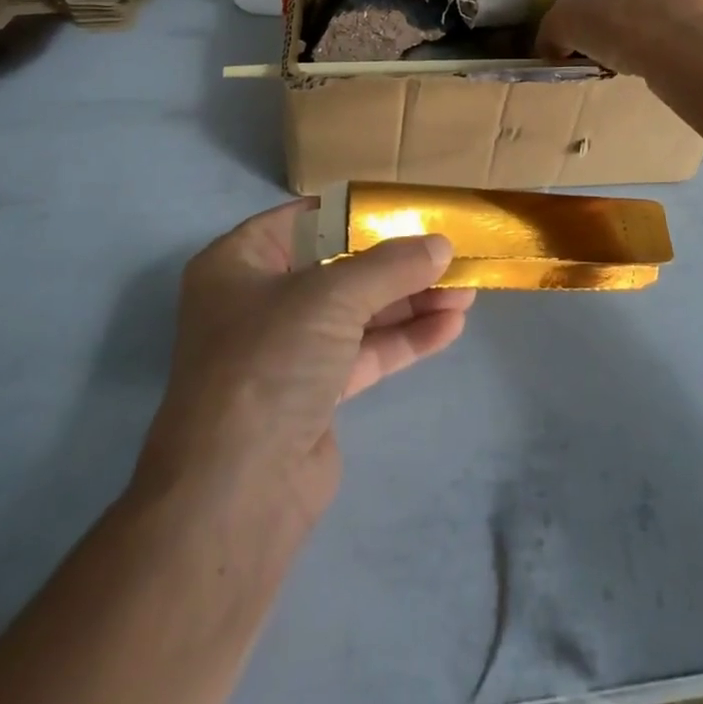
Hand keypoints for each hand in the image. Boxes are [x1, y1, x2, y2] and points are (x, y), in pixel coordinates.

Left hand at [133, 200, 475, 534]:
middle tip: (451, 254)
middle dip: (397, 263)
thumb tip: (441, 244)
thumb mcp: (331, 296)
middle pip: (338, 267)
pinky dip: (403, 338)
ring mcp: (286, 349)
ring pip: (356, 312)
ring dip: (409, 301)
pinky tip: (449, 326)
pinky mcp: (312, 394)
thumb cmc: (269, 361)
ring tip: (466, 291)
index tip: (410, 209)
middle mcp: (259, 300)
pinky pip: (363, 352)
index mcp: (240, 261)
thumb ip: (390, 266)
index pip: (307, 220)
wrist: (236, 493)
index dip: (358, 214)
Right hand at [538, 0, 702, 76]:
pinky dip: (682, 37)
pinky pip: (698, 20)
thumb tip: (552, 44)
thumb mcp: (564, 21)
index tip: (585, 24)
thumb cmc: (623, 16)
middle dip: (623, 5)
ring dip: (653, 21)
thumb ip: (551, 29)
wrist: (697, 50)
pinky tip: (671, 60)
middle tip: (610, 40)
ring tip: (641, 56)